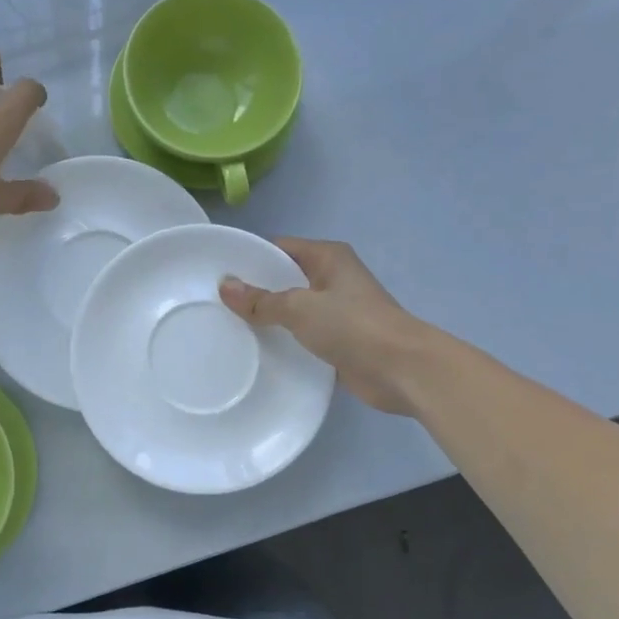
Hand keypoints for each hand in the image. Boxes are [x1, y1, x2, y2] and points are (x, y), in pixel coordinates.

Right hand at [219, 238, 423, 413]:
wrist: (403, 370)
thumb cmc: (353, 326)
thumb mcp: (300, 307)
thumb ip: (262, 301)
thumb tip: (225, 286)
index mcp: (328, 257)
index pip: (279, 248)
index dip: (249, 258)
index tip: (217, 273)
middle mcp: (333, 278)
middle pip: (284, 278)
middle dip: (254, 291)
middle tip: (215, 304)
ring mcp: (337, 311)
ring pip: (292, 310)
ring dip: (269, 319)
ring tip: (228, 328)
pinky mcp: (339, 341)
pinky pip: (302, 335)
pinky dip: (284, 341)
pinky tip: (257, 351)